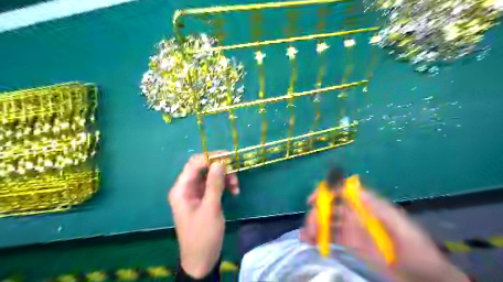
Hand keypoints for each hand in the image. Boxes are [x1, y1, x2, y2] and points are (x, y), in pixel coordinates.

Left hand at [168, 153, 239, 278]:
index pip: (194, 164)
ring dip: (225, 177)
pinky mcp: (204, 198)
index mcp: (181, 189)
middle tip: (235, 172)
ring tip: (236, 186)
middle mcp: (187, 188)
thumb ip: (214, 184)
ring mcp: (195, 193)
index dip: (211, 157)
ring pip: (211, 175)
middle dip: (220, 168)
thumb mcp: (210, 208)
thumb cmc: (203, 235)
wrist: (202, 259)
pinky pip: (214, 185)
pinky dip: (224, 185)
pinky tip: (234, 192)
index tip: (229, 157)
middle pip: (204, 168)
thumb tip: (220, 162)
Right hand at [298, 187, 467, 280]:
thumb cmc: (414, 248)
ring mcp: (351, 229)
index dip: (325, 192)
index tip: (312, 200)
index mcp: (366, 205)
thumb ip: (376, 207)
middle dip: (317, 214)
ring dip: (314, 225)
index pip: (342, 191)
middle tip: (310, 228)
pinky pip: (330, 236)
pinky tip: (309, 241)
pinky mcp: (349, 243)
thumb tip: (352, 188)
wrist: (423, 276)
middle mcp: (355, 214)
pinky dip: (318, 237)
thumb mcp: (398, 224)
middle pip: (330, 207)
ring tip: (306, 236)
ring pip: (327, 221)